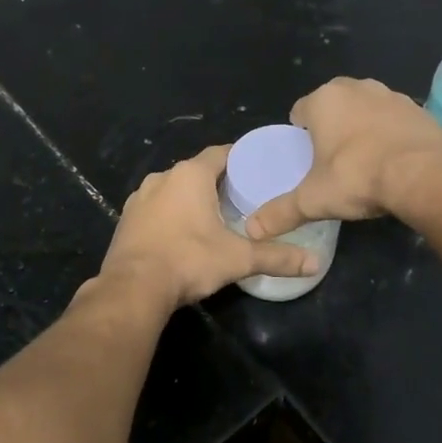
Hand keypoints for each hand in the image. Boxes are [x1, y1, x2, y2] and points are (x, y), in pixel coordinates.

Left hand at [95, 145, 317, 309]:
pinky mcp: (126, 219)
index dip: (241, 159)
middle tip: (243, 198)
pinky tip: (182, 234)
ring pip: (173, 189)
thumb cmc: (188, 260)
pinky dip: (170, 215)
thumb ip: (277, 258)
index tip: (259, 170)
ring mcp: (139, 198)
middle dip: (218, 182)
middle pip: (197, 171)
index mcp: (190, 175)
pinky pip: (155, 208)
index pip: (221, 153)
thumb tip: (315, 265)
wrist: (132, 289)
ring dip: (191, 199)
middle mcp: (162, 177)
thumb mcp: (238, 259)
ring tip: (214, 217)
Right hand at [245, 77, 441, 238]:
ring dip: (362, 127)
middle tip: (334, 161)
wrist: (424, 175)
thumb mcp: (313, 200)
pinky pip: (394, 119)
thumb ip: (280, 212)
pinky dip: (391, 133)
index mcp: (324, 100)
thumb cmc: (358, 177)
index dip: (300, 135)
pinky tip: (394, 160)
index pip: (300, 111)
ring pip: (365, 109)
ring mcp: (390, 94)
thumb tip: (250, 230)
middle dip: (332, 127)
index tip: (307, 159)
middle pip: (333, 105)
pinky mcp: (418, 108)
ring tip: (365, 161)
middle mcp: (355, 87)